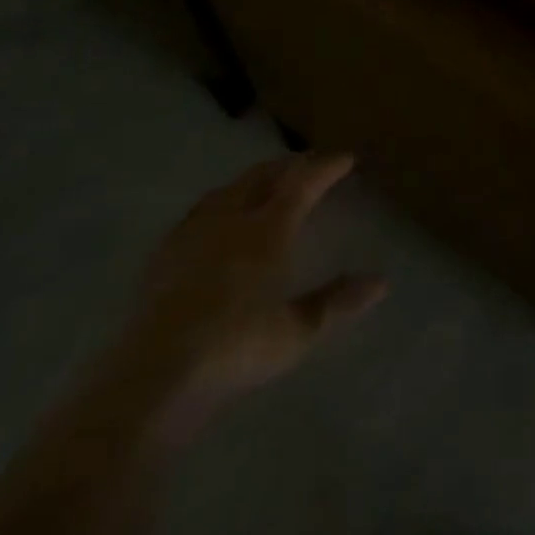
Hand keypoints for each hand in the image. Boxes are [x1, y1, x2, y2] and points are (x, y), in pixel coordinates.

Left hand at [109, 154, 386, 451]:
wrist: (153, 376)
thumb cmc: (234, 350)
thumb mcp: (296, 333)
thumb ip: (337, 302)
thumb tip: (381, 282)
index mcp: (267, 230)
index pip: (302, 184)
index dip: (326, 167)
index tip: (346, 158)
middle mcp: (232, 218)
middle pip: (264, 176)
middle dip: (290, 165)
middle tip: (309, 163)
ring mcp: (194, 232)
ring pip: (230, 187)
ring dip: (255, 177)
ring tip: (267, 179)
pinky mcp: (165, 252)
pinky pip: (201, 208)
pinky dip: (222, 198)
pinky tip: (217, 214)